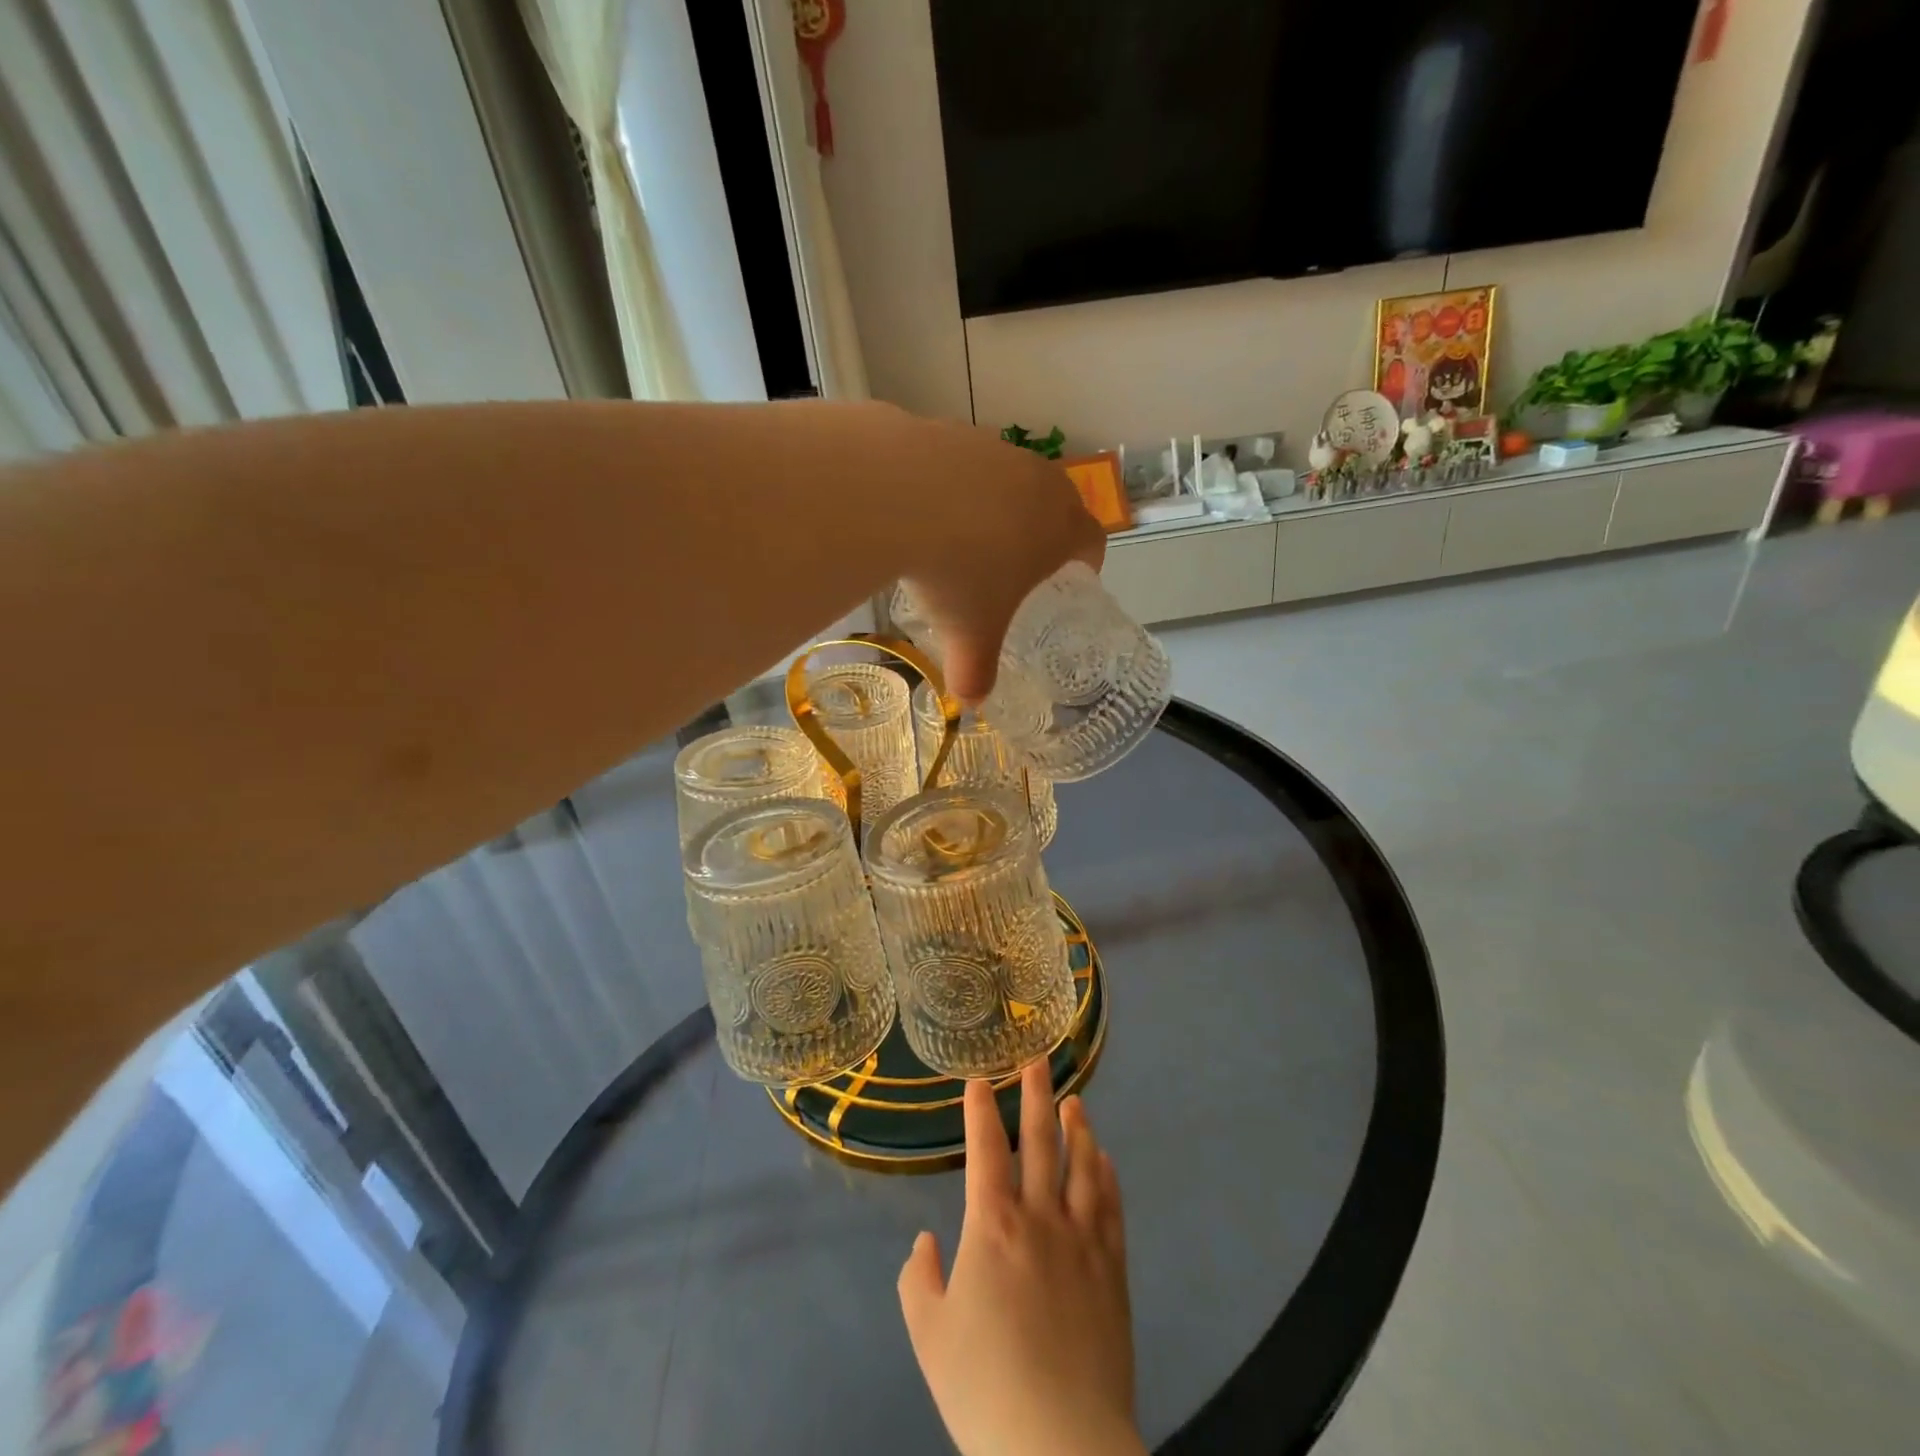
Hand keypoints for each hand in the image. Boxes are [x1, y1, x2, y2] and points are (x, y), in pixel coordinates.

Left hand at [883, 412, 1105, 701]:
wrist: (897, 494)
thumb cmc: (958, 571)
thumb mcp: (971, 632)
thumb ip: (976, 670)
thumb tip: (970, 700)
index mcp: (1061, 527)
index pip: (1094, 540)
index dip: (1088, 562)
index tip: (1073, 578)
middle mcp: (1037, 480)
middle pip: (1057, 502)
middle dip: (1044, 532)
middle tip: (1018, 564)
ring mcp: (994, 449)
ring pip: (1008, 479)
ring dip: (996, 506)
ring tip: (962, 539)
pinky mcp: (950, 431)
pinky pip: (961, 464)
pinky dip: (950, 487)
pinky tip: (920, 512)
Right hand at [898, 1059, 1141, 1455]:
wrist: (1060, 1441)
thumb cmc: (984, 1386)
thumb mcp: (929, 1335)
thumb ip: (920, 1280)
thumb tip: (927, 1242)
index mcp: (992, 1225)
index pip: (984, 1149)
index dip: (980, 1110)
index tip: (979, 1080)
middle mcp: (1040, 1216)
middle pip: (1039, 1141)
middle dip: (1035, 1096)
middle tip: (1036, 1061)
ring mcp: (1082, 1239)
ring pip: (1081, 1165)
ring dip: (1076, 1128)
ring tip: (1075, 1100)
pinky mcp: (1113, 1267)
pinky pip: (1111, 1207)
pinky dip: (1107, 1176)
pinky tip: (1105, 1158)